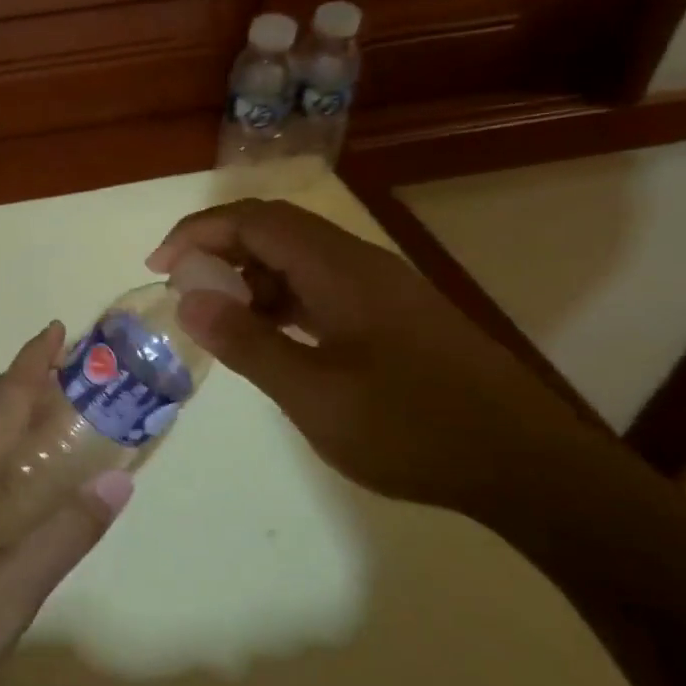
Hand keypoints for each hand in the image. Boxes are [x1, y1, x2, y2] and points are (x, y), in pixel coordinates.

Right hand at [148, 199, 612, 514]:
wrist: (526, 465)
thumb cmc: (411, 427)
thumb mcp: (313, 393)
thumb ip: (247, 342)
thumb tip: (189, 298)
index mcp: (338, 268)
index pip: (254, 220)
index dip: (199, 232)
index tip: (159, 266)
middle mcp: (360, 263)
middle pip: (276, 230)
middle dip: (220, 251)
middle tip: (183, 291)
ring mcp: (382, 289)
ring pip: (300, 260)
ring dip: (252, 278)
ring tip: (221, 320)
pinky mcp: (395, 317)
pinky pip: (323, 288)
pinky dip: (283, 301)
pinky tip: (274, 338)